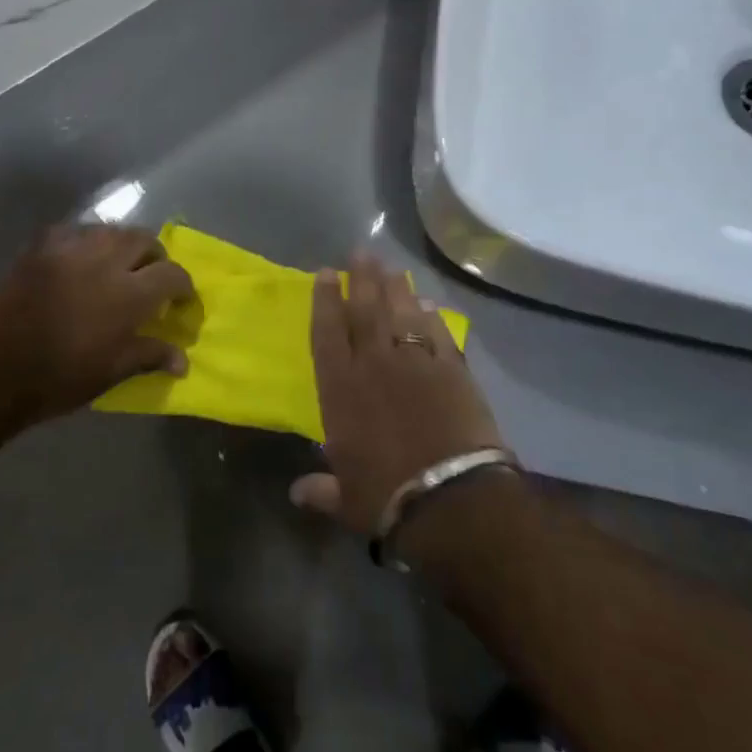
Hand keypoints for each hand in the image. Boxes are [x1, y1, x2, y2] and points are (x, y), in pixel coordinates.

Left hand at [0, 225, 193, 428]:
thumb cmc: (61, 377)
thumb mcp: (113, 371)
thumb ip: (150, 355)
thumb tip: (183, 361)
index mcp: (129, 294)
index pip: (172, 274)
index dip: (183, 285)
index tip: (181, 300)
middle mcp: (105, 261)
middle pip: (142, 239)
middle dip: (153, 256)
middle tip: (151, 276)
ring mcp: (70, 250)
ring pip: (108, 230)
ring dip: (120, 244)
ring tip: (117, 264)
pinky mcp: (41, 248)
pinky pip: (71, 231)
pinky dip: (83, 241)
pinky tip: (79, 258)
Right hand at [290, 253, 505, 533]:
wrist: (450, 498)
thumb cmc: (386, 496)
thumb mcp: (346, 498)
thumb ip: (321, 488)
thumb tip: (297, 493)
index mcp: (340, 388)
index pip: (328, 332)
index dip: (325, 300)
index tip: (326, 273)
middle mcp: (374, 365)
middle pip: (366, 310)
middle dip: (362, 279)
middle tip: (361, 253)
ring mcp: (416, 363)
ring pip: (402, 314)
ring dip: (396, 289)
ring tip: (391, 268)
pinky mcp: (453, 371)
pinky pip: (439, 334)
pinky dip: (432, 317)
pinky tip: (428, 305)